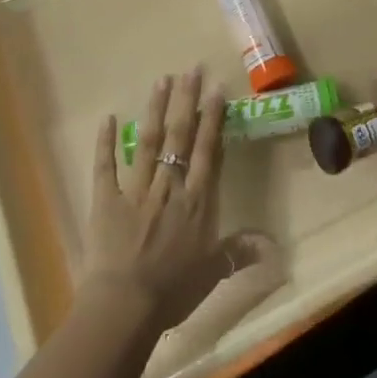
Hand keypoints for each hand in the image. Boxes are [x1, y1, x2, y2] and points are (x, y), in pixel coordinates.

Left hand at [83, 68, 261, 333]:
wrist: (125, 307)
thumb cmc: (173, 291)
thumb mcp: (213, 272)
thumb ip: (239, 252)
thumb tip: (271, 245)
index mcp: (196, 200)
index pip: (208, 150)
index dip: (212, 118)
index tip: (216, 89)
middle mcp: (169, 186)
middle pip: (180, 136)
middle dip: (186, 101)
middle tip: (191, 70)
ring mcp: (135, 190)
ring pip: (148, 141)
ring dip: (155, 109)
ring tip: (162, 80)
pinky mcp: (106, 200)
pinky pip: (105, 167)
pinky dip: (106, 142)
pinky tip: (109, 118)